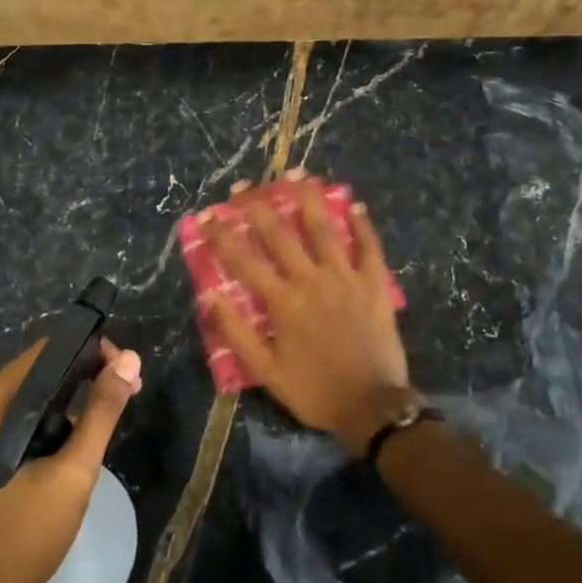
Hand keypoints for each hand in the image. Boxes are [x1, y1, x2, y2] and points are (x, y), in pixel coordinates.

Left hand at [0, 338, 142, 582]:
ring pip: (34, 395)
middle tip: (130, 390)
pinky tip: (82, 433)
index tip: (127, 369)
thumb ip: (102, 411)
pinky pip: (24, 418)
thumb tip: (130, 358)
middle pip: (39, 371)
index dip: (90, 352)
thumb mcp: (73, 471)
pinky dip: (55, 419)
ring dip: (74, 398)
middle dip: (86, 375)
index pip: (45, 353)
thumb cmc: (25, 535)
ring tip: (115, 409)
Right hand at [203, 174, 410, 454]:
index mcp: (282, 301)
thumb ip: (236, 332)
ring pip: (324, 228)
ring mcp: (346, 278)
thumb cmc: (315, 391)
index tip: (206, 217)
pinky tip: (355, 205)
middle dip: (257, 207)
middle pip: (280, 234)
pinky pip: (369, 246)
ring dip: (308, 199)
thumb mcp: (266, 371)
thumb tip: (209, 296)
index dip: (222, 236)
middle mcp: (311, 280)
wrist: (373, 406)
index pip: (244, 260)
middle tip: (242, 187)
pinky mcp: (375, 284)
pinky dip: (362, 224)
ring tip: (296, 175)